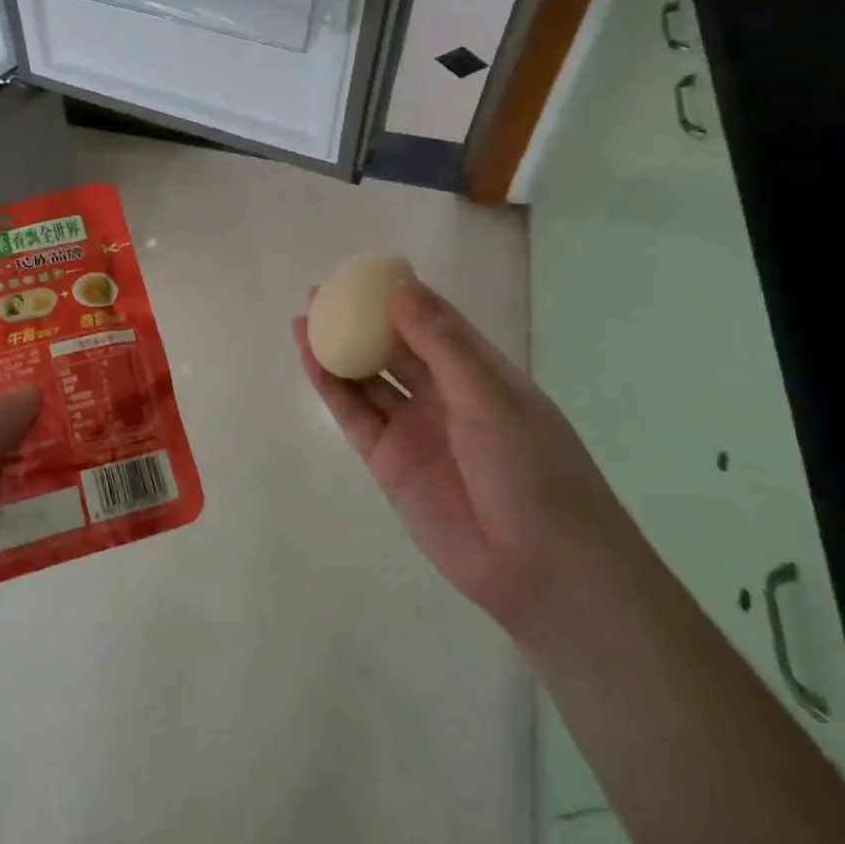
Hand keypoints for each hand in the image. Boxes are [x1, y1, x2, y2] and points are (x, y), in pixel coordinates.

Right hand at [294, 278, 637, 636]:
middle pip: (392, 346)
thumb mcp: (491, 398)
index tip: (361, 271)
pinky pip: (354, 414)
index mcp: (479, 372)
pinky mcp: (388, 460)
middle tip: (318, 294)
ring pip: (367, 378)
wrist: (542, 572)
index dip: (398, 294)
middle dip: (357, 319)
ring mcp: (413, 427)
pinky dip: (331, 387)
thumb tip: (398, 287)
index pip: (433, 321)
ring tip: (302, 323)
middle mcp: (443, 394)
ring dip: (337, 350)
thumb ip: (441, 344)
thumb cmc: (534, 473)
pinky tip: (311, 362)